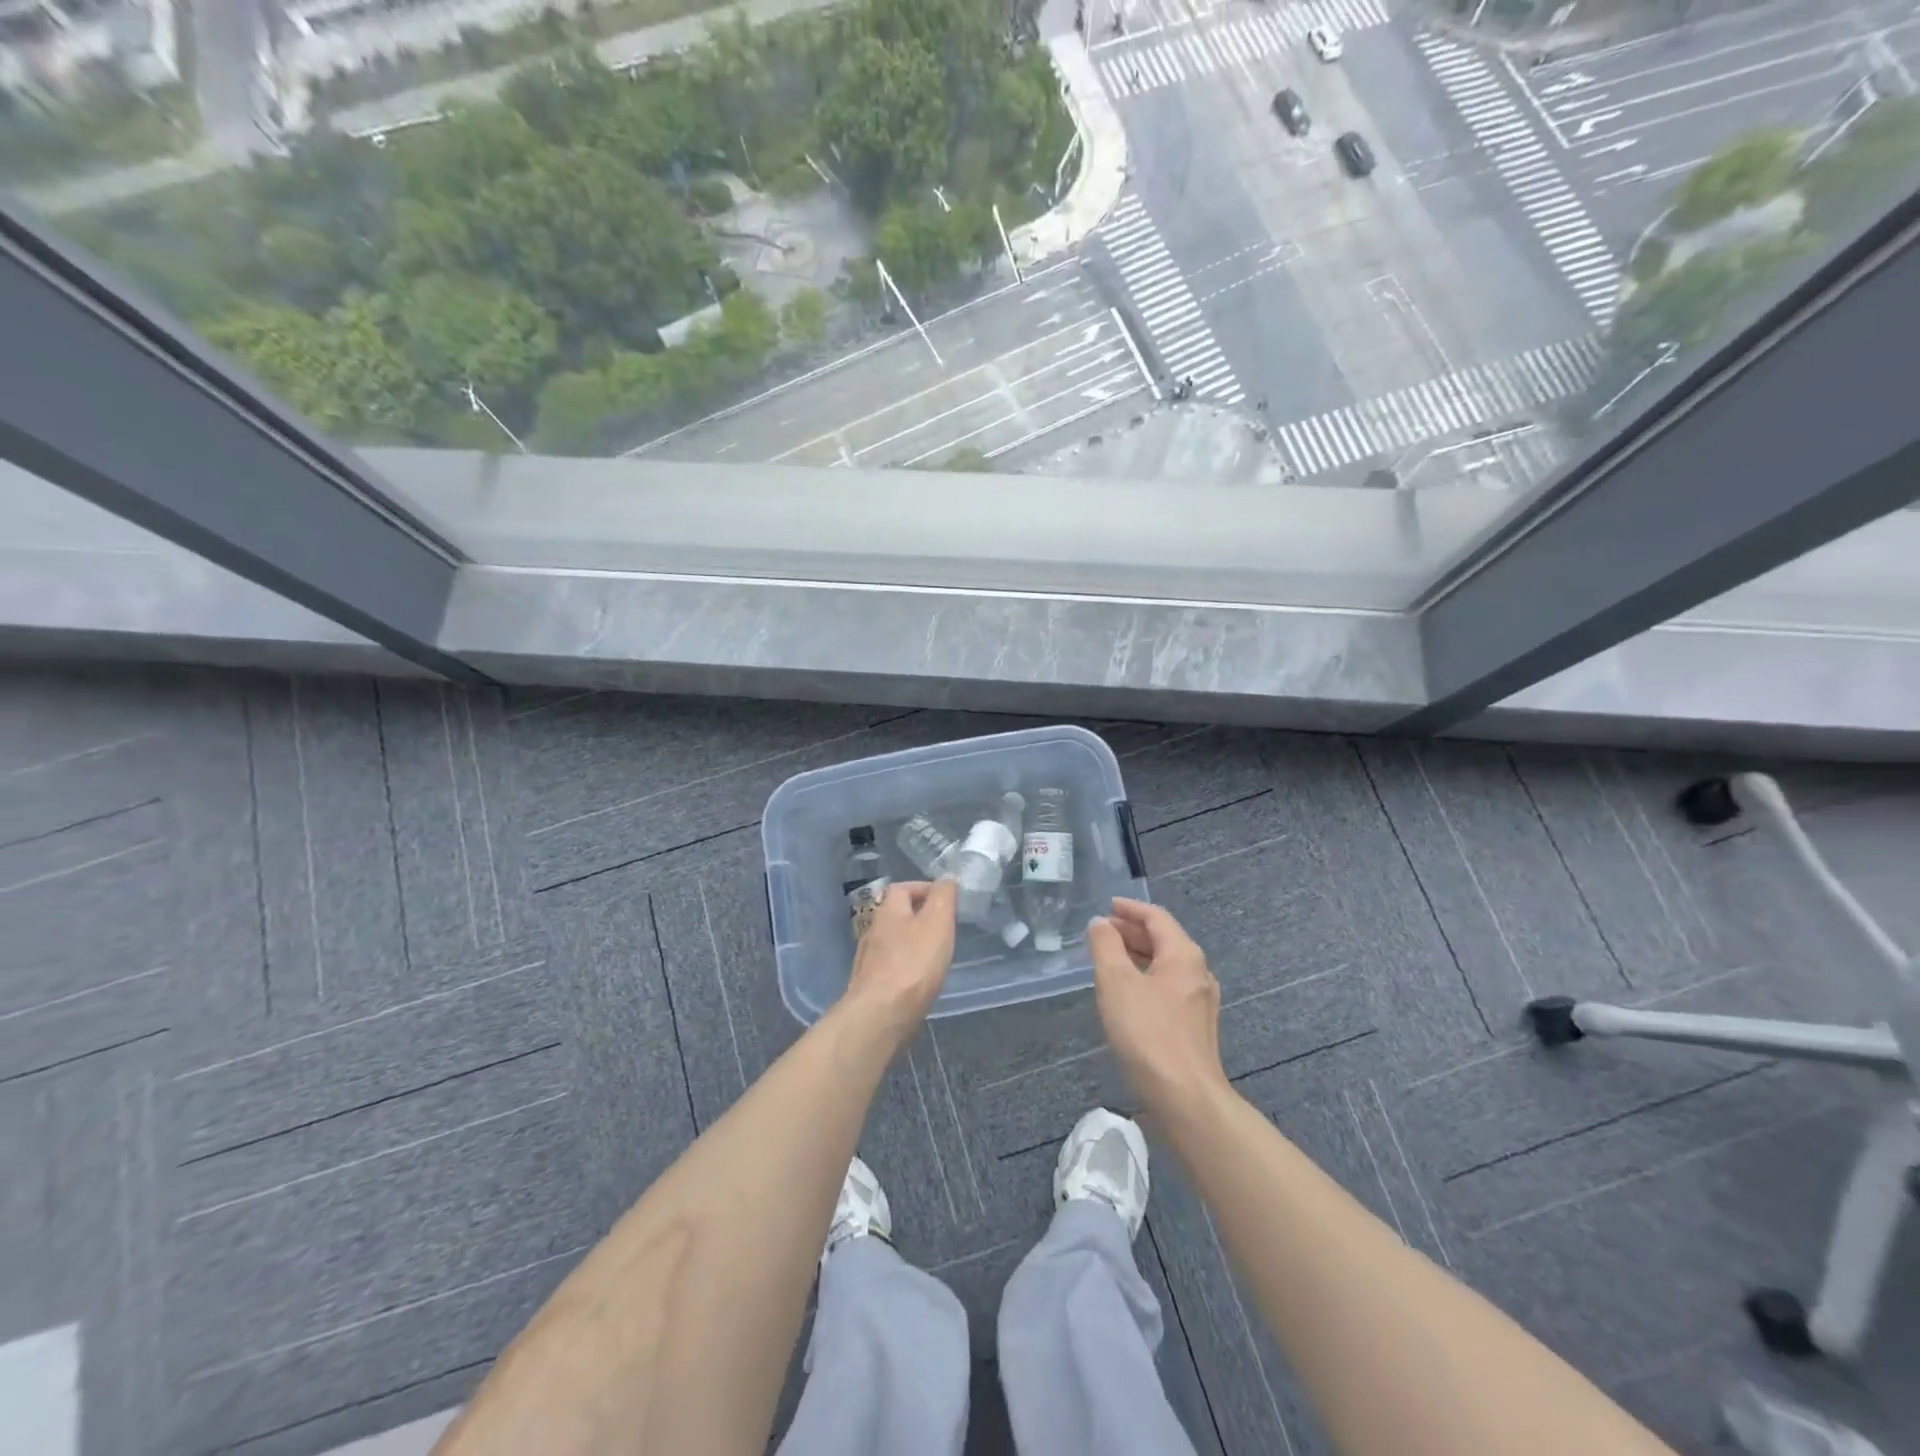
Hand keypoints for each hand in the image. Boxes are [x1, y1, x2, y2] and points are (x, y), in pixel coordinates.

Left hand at [842, 880, 957, 1049]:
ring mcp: (868, 961)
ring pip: (893, 942)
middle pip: (896, 915)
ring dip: (912, 944)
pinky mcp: (870, 987)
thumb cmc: (913, 964)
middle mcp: (873, 931)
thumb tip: (946, 879)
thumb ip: (943, 897)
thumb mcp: (937, 922)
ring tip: (935, 956)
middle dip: (919, 917)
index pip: (902, 887)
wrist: (880, 1016)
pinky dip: (906, 968)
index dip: (924, 888)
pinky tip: (919, 982)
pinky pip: (891, 968)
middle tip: (944, 929)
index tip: (946, 901)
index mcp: (888, 912)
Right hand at [1088, 898, 1227, 1114]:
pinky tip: (1127, 994)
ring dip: (1137, 956)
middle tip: (1102, 932)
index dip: (1130, 908)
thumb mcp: (1116, 982)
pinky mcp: (1194, 1027)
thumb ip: (1106, 946)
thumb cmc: (1148, 1032)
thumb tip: (1100, 923)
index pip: (1156, 917)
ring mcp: (1200, 1001)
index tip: (1107, 906)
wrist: (1185, 1097)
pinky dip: (1145, 978)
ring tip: (1108, 959)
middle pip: (1164, 940)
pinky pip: (1167, 988)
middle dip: (1132, 932)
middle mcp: (1198, 972)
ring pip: (1166, 966)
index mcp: (1183, 954)